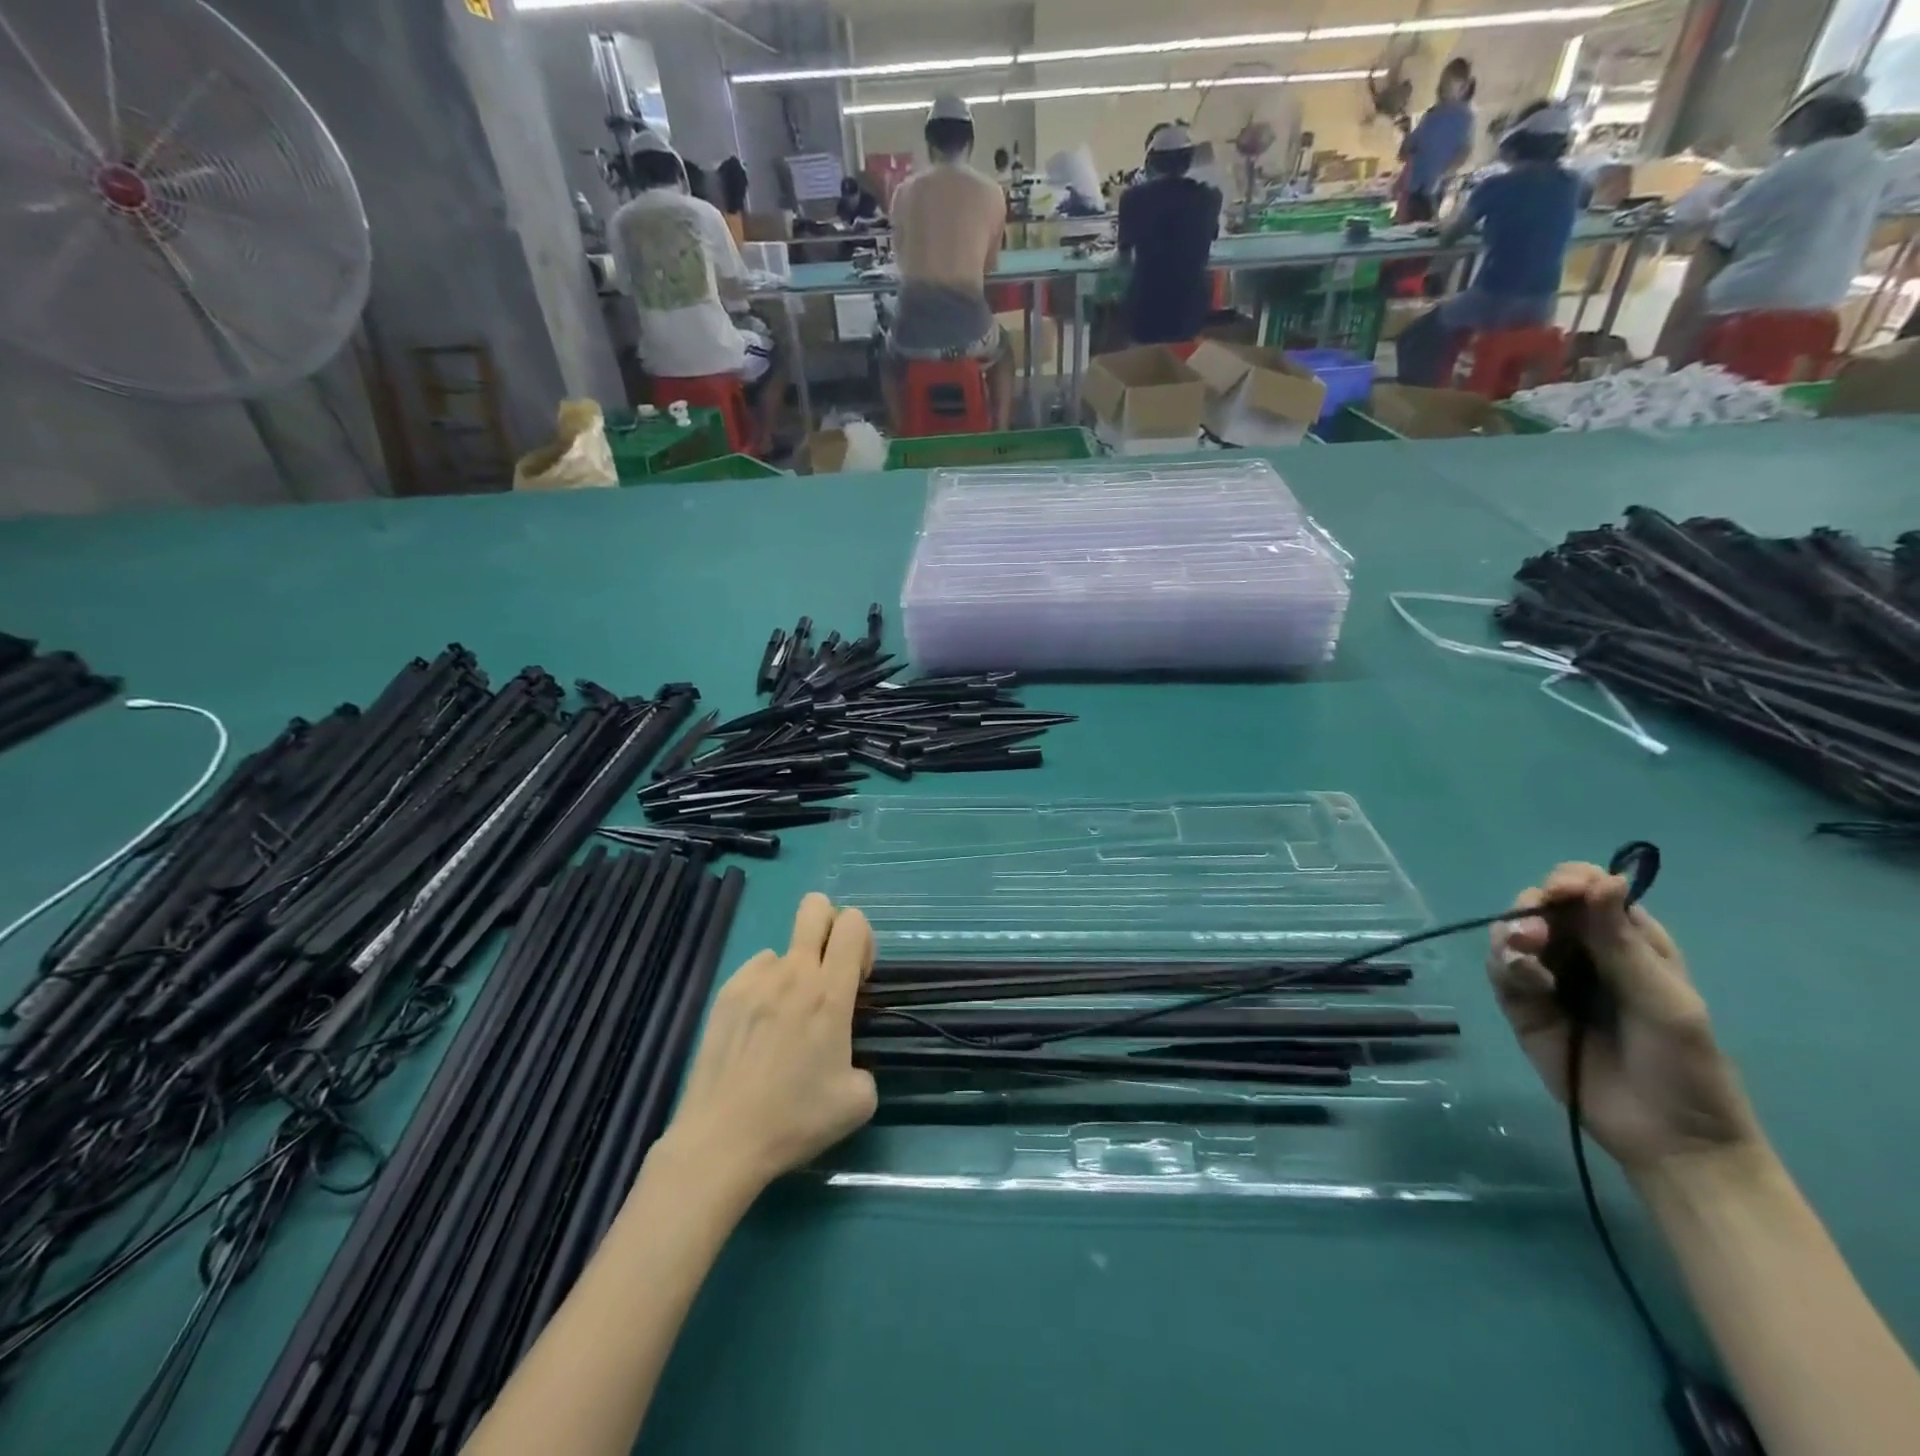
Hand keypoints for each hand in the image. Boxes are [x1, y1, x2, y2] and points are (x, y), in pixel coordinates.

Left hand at [662, 893, 877, 1196]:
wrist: (722, 1139)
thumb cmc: (795, 1119)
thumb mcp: (858, 1100)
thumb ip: (865, 1062)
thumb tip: (848, 1055)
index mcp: (830, 992)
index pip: (854, 923)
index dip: (863, 941)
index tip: (857, 981)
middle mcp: (793, 973)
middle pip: (816, 906)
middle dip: (831, 924)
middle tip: (830, 972)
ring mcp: (754, 979)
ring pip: (785, 948)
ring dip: (795, 971)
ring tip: (785, 1021)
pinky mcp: (725, 994)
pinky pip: (756, 971)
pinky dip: (766, 989)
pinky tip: (758, 1031)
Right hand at [1488, 863, 1760, 1171]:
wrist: (1669, 1140)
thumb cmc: (1686, 1068)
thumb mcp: (1665, 1001)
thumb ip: (1623, 943)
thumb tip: (1603, 877)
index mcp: (1629, 943)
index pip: (1590, 892)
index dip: (1571, 882)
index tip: (1562, 891)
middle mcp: (1584, 953)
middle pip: (1542, 906)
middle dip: (1532, 909)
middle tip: (1536, 934)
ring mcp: (1550, 978)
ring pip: (1513, 933)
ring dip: (1512, 934)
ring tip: (1524, 954)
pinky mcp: (1522, 1006)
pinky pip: (1500, 970)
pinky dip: (1505, 965)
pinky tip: (1526, 981)